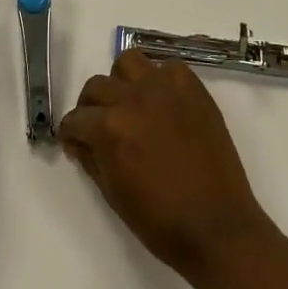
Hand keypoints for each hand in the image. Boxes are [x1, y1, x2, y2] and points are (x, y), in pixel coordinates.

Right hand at [58, 50, 274, 280]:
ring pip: (130, 62)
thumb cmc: (160, 221)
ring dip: (123, 81)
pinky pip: (169, 68)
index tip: (76, 143)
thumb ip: (91, 159)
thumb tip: (78, 142)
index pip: (76, 119)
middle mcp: (133, 99)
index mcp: (109, 128)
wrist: (216, 226)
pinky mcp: (194, 90)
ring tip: (130, 104)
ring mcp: (166, 90)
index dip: (71, 133)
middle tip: (99, 127)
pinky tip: (164, 103)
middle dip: (91, 107)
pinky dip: (161, 80)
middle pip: (97, 85)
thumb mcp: (112, 194)